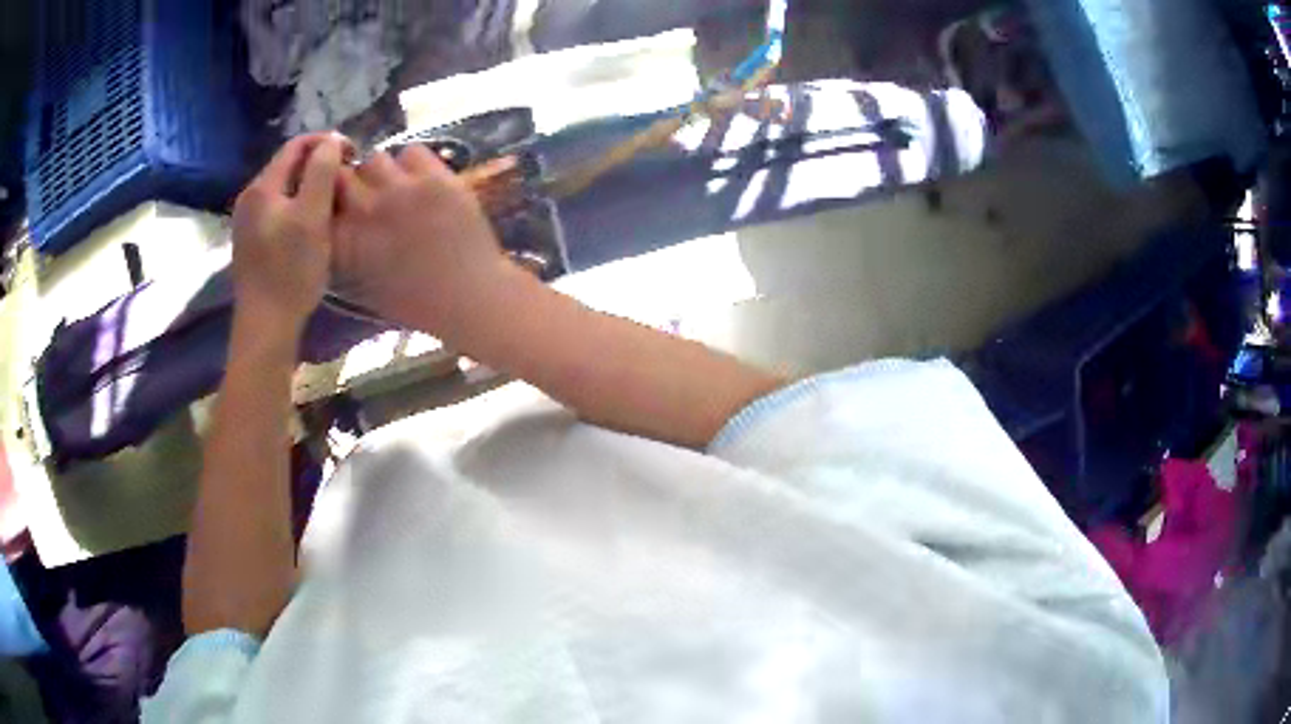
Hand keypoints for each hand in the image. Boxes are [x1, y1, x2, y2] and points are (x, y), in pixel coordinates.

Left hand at [231, 133, 347, 334]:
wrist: (266, 325)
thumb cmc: (291, 271)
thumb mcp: (313, 216)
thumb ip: (322, 172)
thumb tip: (331, 140)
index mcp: (262, 186)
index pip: (296, 145)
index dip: (326, 143)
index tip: (353, 156)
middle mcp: (250, 197)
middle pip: (288, 166)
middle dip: (319, 166)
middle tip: (345, 182)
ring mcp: (247, 220)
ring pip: (284, 189)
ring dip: (309, 187)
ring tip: (332, 203)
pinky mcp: (250, 240)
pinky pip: (277, 209)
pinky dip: (297, 207)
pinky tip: (311, 225)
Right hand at [333, 145, 511, 340]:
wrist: (469, 296)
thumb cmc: (415, 302)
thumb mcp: (364, 284)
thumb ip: (344, 251)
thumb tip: (334, 224)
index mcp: (346, 243)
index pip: (320, 202)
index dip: (327, 199)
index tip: (336, 203)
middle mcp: (367, 210)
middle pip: (340, 174)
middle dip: (349, 181)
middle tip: (365, 191)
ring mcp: (401, 191)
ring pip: (375, 159)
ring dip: (380, 171)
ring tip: (396, 186)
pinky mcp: (435, 178)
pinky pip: (412, 152)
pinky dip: (413, 163)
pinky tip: (421, 180)